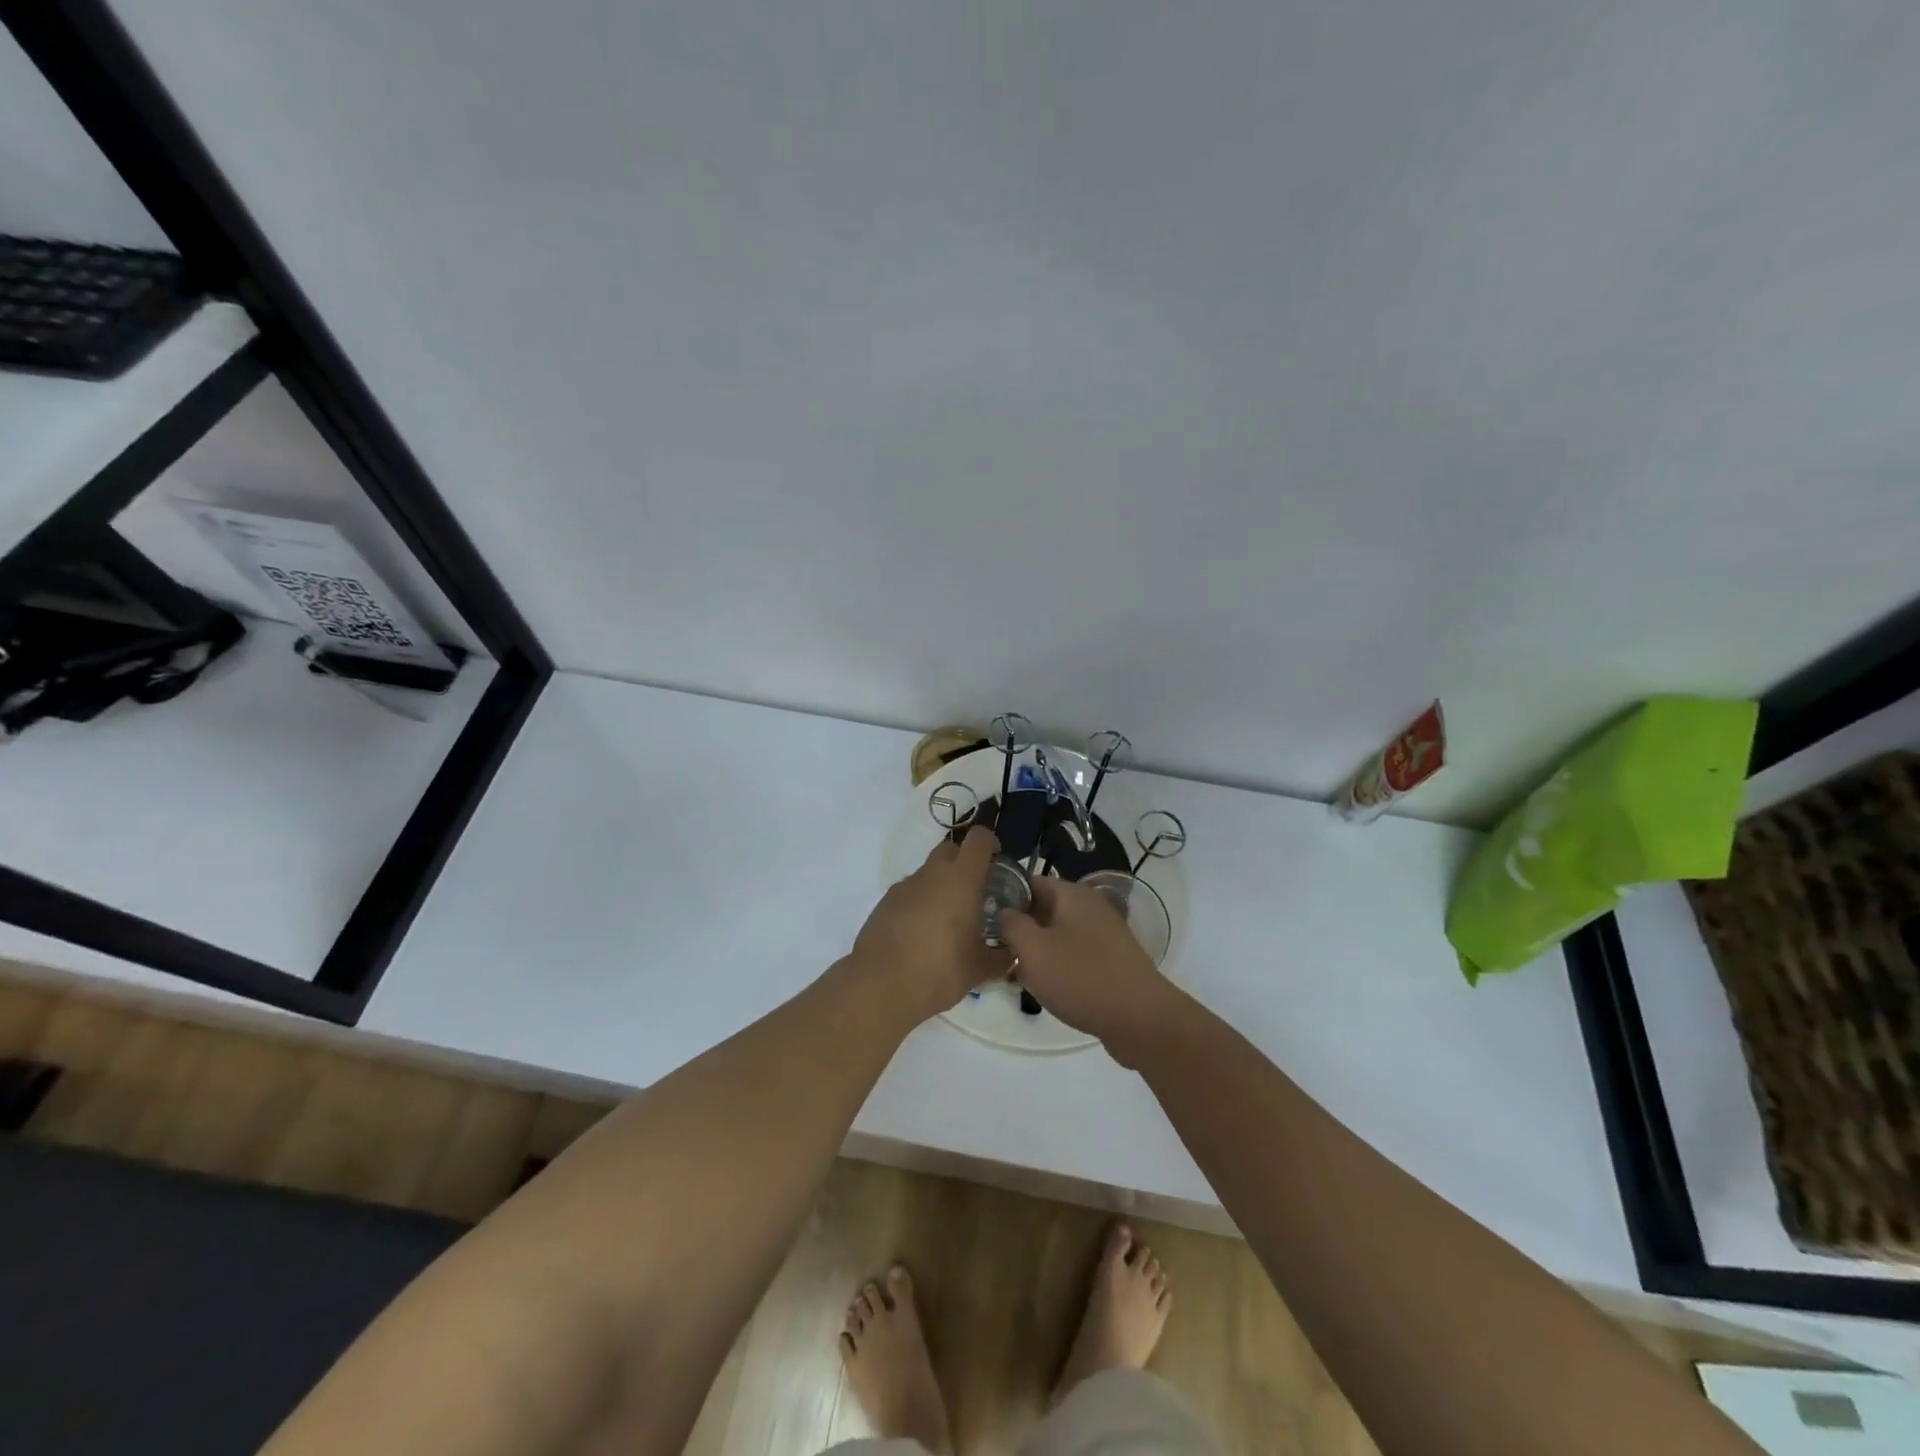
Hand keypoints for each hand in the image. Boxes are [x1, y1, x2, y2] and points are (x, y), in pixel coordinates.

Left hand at [850, 826, 1009, 1022]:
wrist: (880, 986)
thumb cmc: (940, 970)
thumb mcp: (980, 968)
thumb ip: (1002, 956)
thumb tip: (1011, 952)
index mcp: (961, 879)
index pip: (979, 839)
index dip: (991, 844)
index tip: (998, 863)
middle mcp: (932, 874)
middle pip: (951, 850)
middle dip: (965, 864)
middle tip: (975, 894)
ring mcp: (904, 886)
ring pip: (928, 873)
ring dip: (941, 887)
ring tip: (948, 922)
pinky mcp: (884, 903)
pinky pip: (910, 893)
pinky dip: (920, 903)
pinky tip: (922, 935)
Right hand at [998, 878, 1180, 1065]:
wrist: (1141, 1019)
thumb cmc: (1081, 978)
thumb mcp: (1034, 949)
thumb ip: (1011, 924)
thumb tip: (1004, 912)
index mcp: (1073, 894)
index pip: (1029, 881)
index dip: (1005, 895)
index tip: (983, 917)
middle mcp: (1090, 907)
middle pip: (1044, 908)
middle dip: (1020, 927)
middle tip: (995, 949)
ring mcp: (1104, 934)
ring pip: (1058, 933)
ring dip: (1038, 950)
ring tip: (1017, 971)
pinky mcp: (1111, 960)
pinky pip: (1075, 954)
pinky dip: (1059, 965)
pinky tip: (1046, 987)